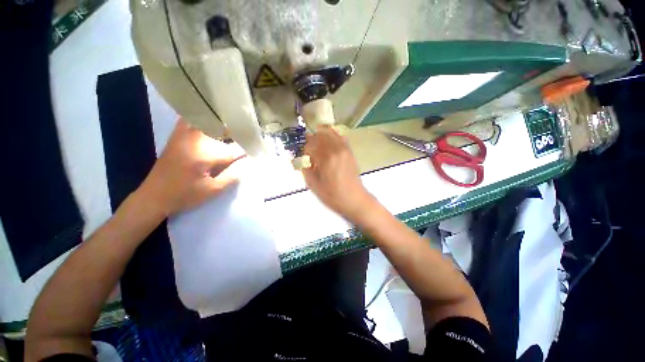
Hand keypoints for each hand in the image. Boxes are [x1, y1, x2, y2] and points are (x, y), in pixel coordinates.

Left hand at [138, 119, 245, 216]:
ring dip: (222, 124)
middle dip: (238, 134)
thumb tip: (247, 163)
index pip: (233, 149)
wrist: (153, 196)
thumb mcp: (213, 190)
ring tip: (234, 130)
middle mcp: (195, 140)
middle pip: (222, 130)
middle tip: (249, 139)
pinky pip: (190, 120)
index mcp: (205, 155)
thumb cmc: (185, 195)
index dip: (247, 150)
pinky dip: (202, 118)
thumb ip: (233, 175)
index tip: (257, 150)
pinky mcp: (176, 136)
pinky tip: (211, 122)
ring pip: (207, 121)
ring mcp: (183, 136)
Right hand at [302, 126, 375, 221]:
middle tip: (308, 149)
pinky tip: (329, 144)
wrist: (355, 200)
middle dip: (312, 140)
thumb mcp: (314, 186)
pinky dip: (333, 137)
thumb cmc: (333, 196)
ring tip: (317, 145)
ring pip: (331, 133)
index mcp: (326, 158)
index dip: (304, 149)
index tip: (303, 156)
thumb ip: (306, 170)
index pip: (311, 144)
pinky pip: (341, 137)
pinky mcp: (350, 152)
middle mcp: (336, 150)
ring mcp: (345, 150)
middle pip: (320, 135)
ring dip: (321, 136)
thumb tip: (302, 161)